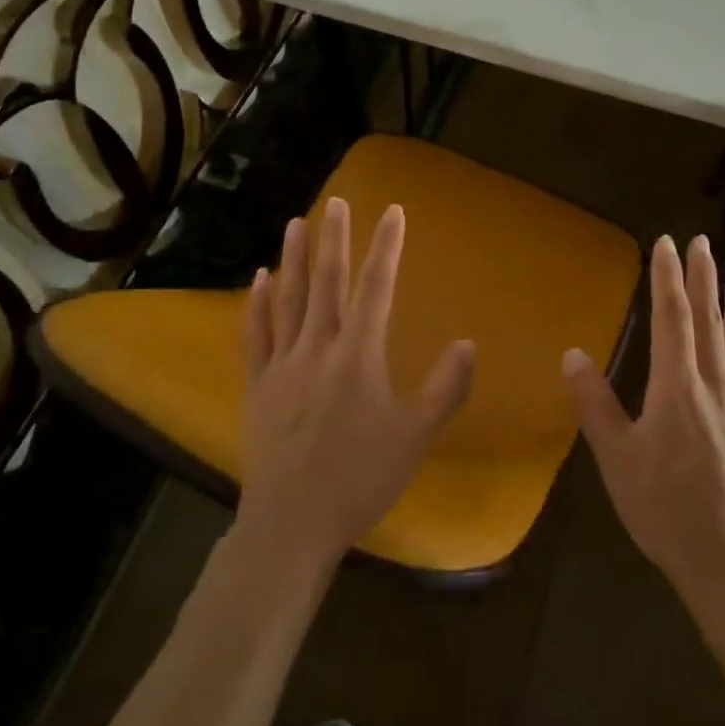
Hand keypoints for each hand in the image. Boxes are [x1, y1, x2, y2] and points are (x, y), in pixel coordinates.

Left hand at [235, 198, 474, 571]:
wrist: (292, 523)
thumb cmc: (360, 479)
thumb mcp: (415, 437)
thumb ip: (445, 388)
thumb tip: (468, 342)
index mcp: (359, 355)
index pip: (377, 287)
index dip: (386, 246)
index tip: (393, 210)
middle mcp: (319, 347)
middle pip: (328, 282)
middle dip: (334, 238)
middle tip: (335, 201)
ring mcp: (283, 363)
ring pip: (289, 299)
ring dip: (293, 258)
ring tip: (295, 223)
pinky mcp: (258, 384)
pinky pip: (256, 334)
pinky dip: (259, 303)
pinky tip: (261, 279)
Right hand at [563, 234, 724, 616]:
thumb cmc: (665, 510)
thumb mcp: (616, 458)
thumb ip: (595, 403)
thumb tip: (572, 353)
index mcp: (676, 388)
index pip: (672, 318)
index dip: (667, 278)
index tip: (666, 243)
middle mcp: (713, 388)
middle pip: (709, 323)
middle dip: (702, 280)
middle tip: (703, 243)